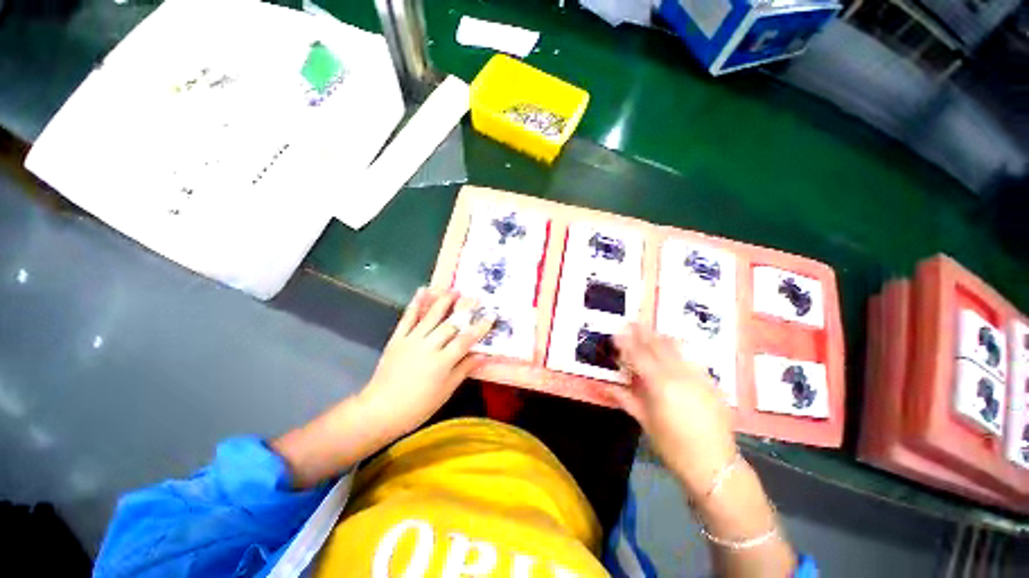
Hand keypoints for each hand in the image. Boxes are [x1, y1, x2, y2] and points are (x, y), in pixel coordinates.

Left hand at [357, 288, 494, 437]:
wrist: (380, 410)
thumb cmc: (418, 406)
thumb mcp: (446, 391)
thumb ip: (464, 369)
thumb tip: (482, 355)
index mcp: (442, 362)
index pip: (465, 340)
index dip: (479, 328)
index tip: (490, 317)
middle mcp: (428, 346)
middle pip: (450, 324)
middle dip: (464, 309)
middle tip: (475, 298)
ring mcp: (411, 340)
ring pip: (430, 316)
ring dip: (444, 301)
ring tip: (454, 290)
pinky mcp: (397, 338)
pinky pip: (407, 317)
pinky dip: (415, 303)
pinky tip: (423, 291)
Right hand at [611, 324, 737, 497]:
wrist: (715, 465)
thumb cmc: (673, 446)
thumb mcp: (645, 422)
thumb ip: (626, 399)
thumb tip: (607, 386)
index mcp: (660, 385)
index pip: (639, 355)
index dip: (626, 341)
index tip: (617, 330)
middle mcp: (679, 374)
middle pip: (657, 345)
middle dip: (643, 332)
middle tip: (631, 322)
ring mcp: (698, 376)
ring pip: (677, 347)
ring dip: (660, 337)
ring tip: (650, 331)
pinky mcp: (711, 382)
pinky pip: (691, 358)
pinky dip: (679, 349)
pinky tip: (673, 348)